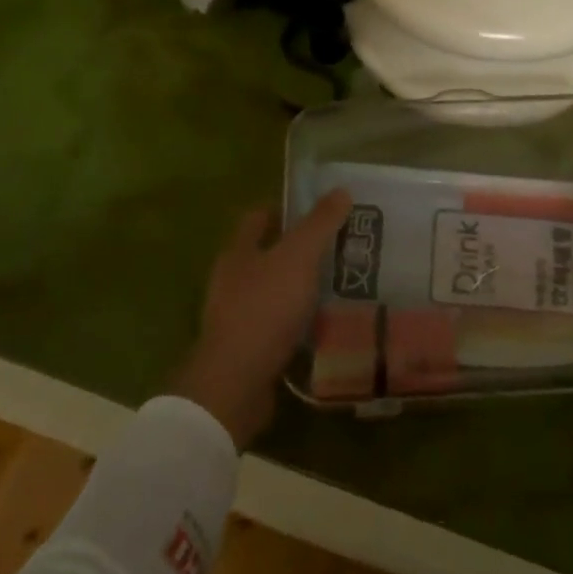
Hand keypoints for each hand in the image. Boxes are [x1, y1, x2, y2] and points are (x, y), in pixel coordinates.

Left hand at [170, 190, 353, 448]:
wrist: (237, 383)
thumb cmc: (265, 308)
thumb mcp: (298, 257)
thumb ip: (320, 223)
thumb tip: (340, 190)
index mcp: (238, 251)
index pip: (259, 217)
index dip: (286, 209)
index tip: (320, 211)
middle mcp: (232, 279)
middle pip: (267, 254)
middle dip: (299, 249)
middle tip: (338, 247)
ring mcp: (236, 315)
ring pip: (274, 290)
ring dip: (300, 287)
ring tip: (339, 285)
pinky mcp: (247, 348)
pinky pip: (277, 324)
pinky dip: (298, 321)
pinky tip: (323, 323)